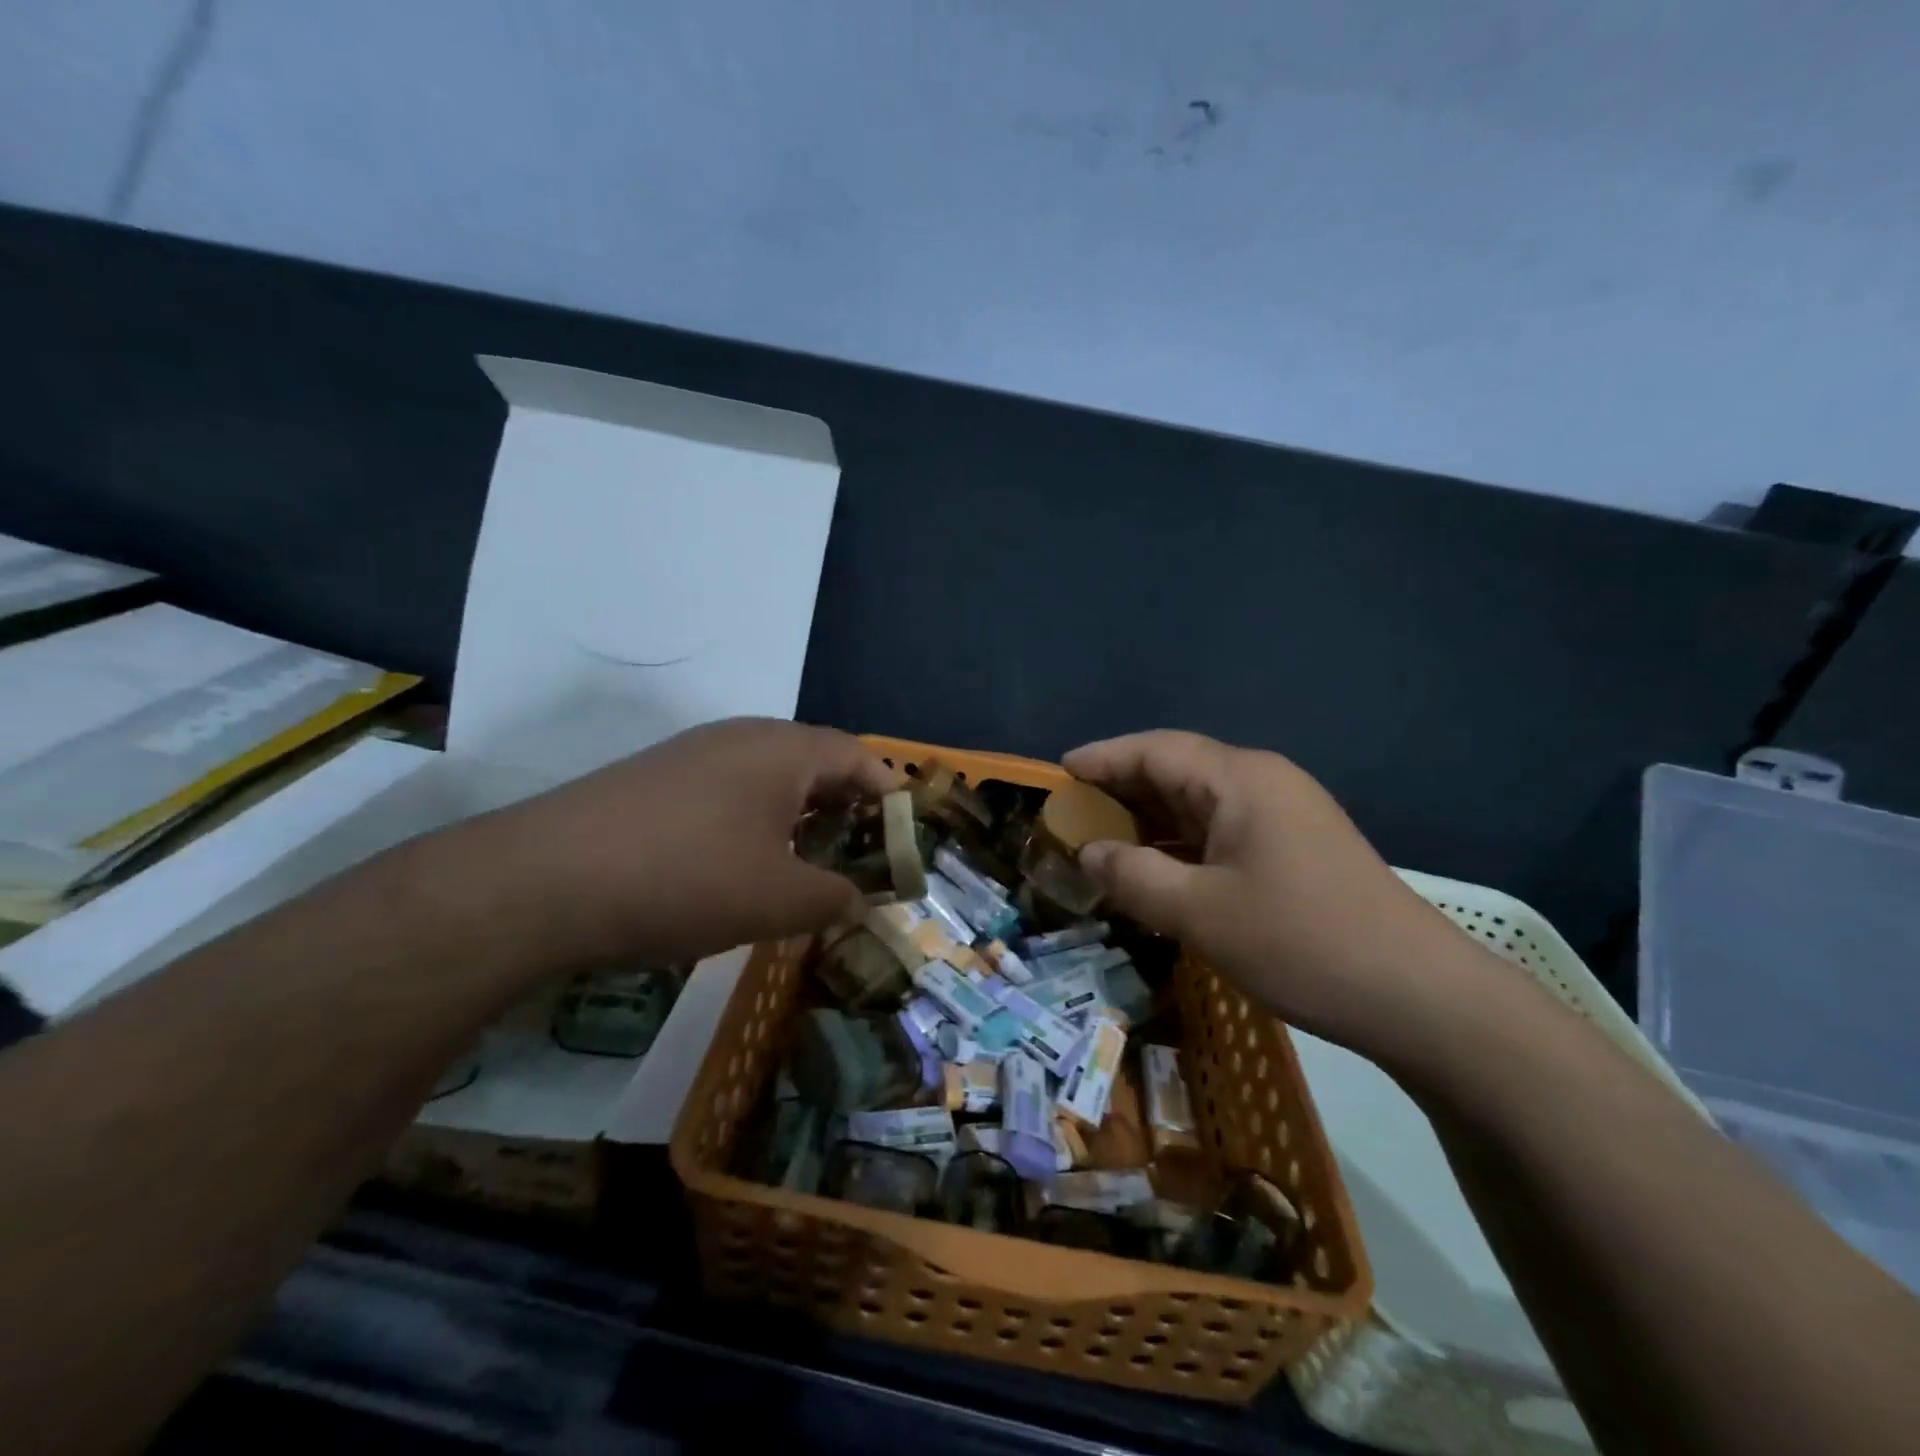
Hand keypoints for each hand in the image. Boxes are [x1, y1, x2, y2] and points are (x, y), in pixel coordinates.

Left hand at [445, 718, 894, 971]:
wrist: (541, 883)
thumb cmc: (686, 879)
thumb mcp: (779, 899)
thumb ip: (835, 897)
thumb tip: (857, 898)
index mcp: (784, 750)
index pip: (859, 758)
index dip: (890, 797)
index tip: (905, 840)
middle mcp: (741, 738)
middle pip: (815, 764)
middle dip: (846, 811)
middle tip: (861, 858)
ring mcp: (692, 756)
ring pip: (768, 781)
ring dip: (798, 820)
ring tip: (806, 868)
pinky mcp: (654, 782)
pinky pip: (727, 794)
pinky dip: (754, 826)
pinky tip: (740, 870)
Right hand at [1063, 730, 1485, 1059]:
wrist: (1419, 996)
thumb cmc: (1301, 941)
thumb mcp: (1199, 912)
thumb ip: (1133, 875)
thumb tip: (1089, 853)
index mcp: (1239, 780)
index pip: (1155, 750)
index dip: (1103, 758)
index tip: (1059, 773)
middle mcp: (1262, 784)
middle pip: (1176, 771)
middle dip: (1121, 791)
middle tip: (1072, 814)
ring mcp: (1284, 817)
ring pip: (1199, 805)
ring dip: (1150, 822)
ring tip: (1102, 843)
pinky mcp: (1295, 851)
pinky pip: (1221, 833)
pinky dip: (1181, 846)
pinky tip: (1157, 872)